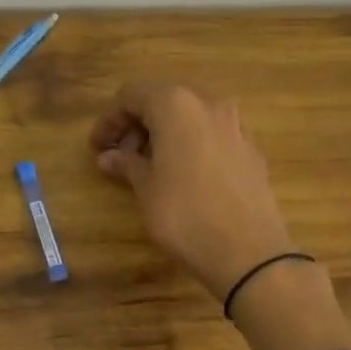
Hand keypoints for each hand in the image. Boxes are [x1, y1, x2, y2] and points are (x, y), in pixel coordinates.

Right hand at [89, 82, 298, 300]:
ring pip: (190, 117)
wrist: (249, 253)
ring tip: (150, 167)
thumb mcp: (146, 188)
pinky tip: (184, 176)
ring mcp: (236, 126)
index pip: (132, 95)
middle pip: (163, 101)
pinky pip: (212, 136)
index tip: (98, 147)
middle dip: (138, 125)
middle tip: (120, 157)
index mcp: (176, 105)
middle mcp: (208, 104)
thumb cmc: (185, 214)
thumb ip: (126, 164)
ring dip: (165, 134)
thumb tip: (108, 156)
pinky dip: (192, 145)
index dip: (110, 119)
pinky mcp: (252, 150)